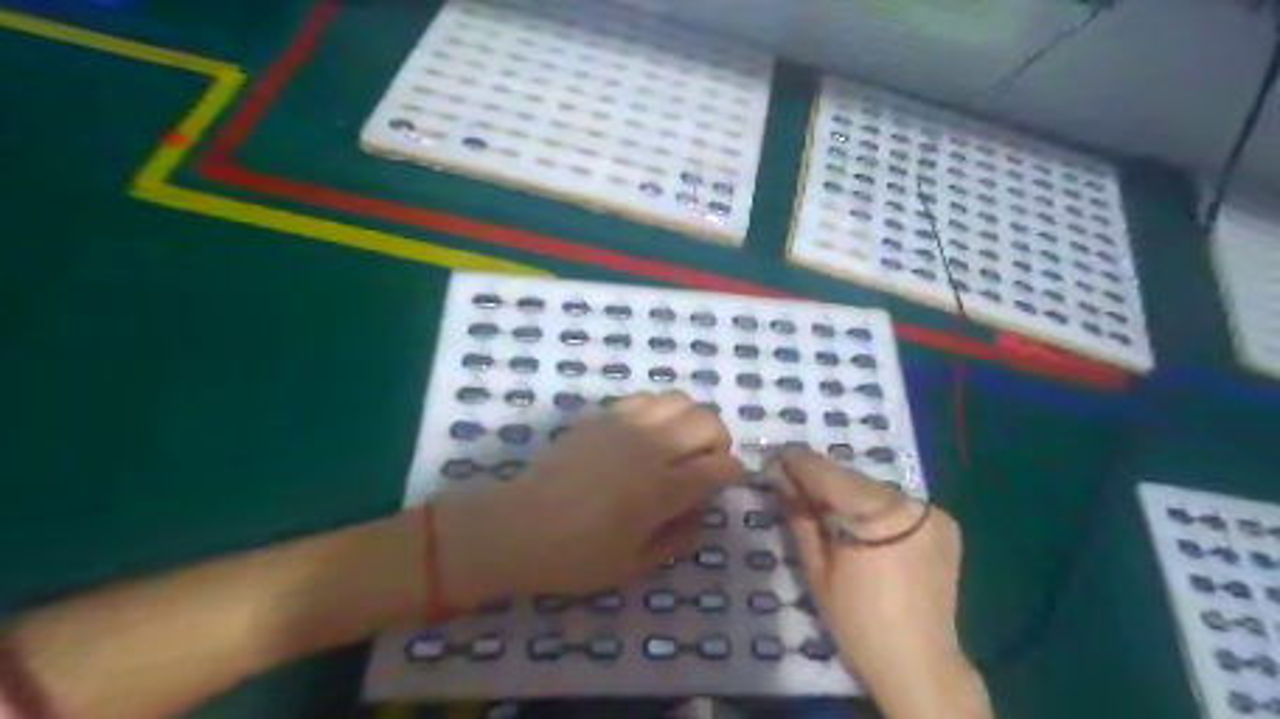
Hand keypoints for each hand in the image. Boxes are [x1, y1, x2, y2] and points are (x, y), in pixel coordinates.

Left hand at [429, 392, 740, 602]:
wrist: (518, 526)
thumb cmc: (576, 555)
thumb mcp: (635, 565)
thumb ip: (679, 537)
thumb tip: (701, 509)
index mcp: (662, 489)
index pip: (720, 467)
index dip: (733, 474)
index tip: (729, 482)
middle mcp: (651, 447)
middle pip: (708, 423)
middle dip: (719, 442)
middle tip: (706, 464)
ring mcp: (625, 425)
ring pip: (680, 400)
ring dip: (692, 420)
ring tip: (680, 443)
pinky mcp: (603, 415)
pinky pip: (646, 397)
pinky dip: (660, 410)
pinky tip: (648, 433)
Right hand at [775, 450, 994, 718]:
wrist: (920, 665)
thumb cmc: (857, 622)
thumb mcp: (816, 570)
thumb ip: (800, 517)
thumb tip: (783, 480)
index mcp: (874, 515)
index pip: (827, 473)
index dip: (798, 463)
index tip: (775, 460)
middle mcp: (907, 504)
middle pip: (852, 477)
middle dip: (821, 478)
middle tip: (794, 482)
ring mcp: (931, 513)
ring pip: (875, 489)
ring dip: (848, 492)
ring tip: (826, 506)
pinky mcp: (945, 524)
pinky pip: (899, 504)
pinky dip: (876, 507)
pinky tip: (865, 526)